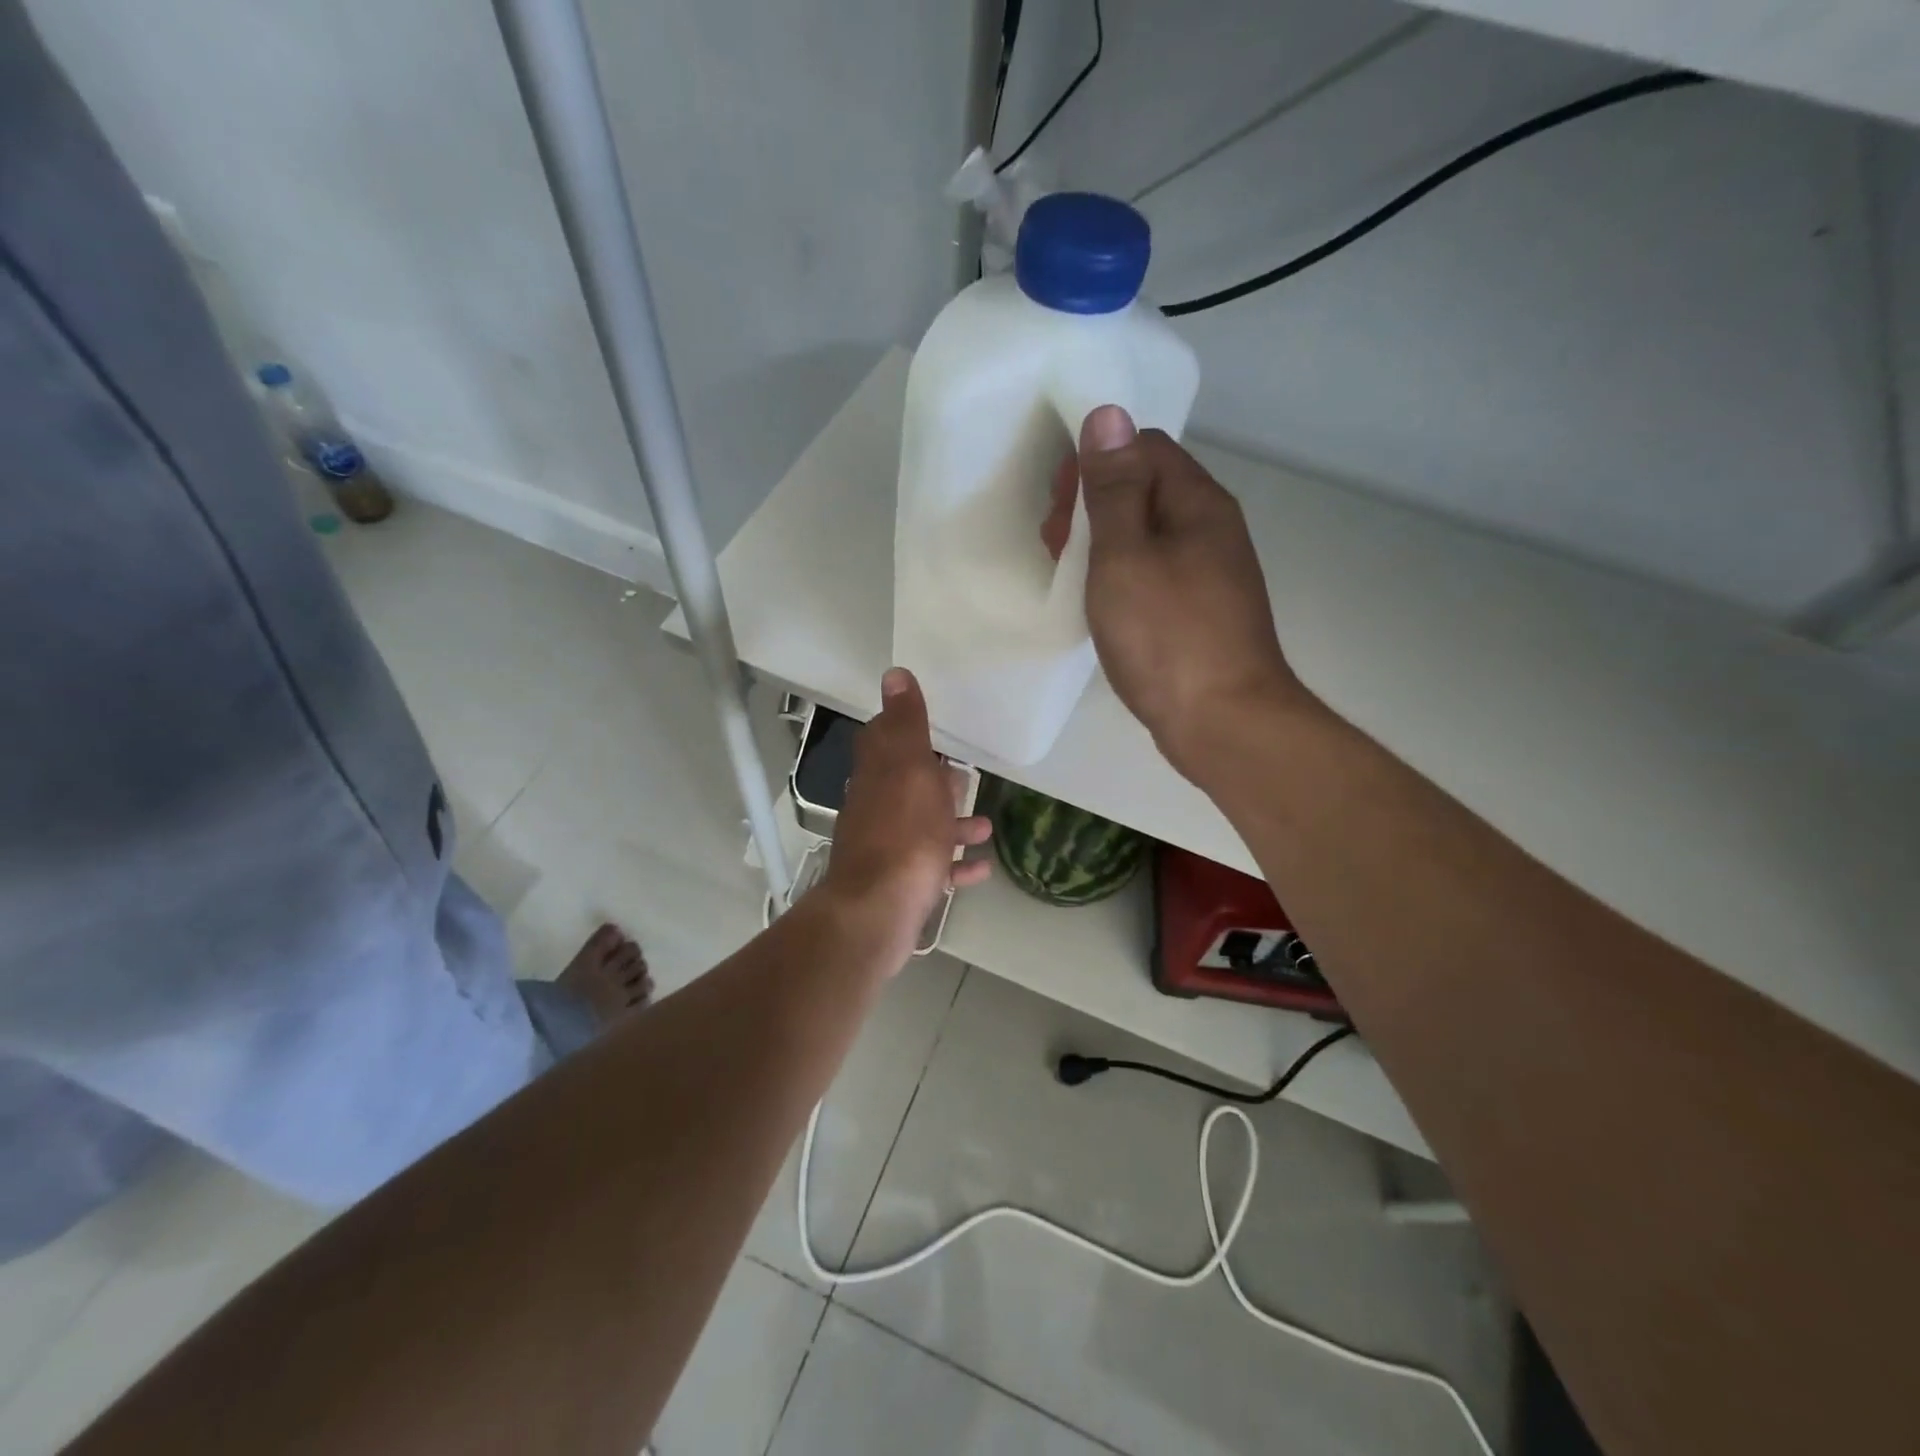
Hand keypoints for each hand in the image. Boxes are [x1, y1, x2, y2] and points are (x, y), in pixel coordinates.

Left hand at [818, 668, 991, 964]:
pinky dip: (956, 863)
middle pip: (905, 785)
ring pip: (923, 827)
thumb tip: (893, 673)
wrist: (880, 909)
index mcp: (879, 775)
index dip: (902, 730)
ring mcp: (887, 847)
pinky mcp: (900, 883)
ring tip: (986, 825)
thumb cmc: (904, 832)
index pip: (882, 740)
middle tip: (965, 775)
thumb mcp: (910, 767)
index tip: (930, 727)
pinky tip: (982, 866)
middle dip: (934, 779)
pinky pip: (933, 867)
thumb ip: (906, 723)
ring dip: (952, 823)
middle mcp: (877, 807)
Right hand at [1042, 406, 1308, 781]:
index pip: (1143, 448)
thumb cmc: (1167, 636)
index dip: (1093, 466)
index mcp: (1197, 503)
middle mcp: (1211, 528)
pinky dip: (1121, 575)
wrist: (1224, 722)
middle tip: (1054, 545)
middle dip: (1093, 505)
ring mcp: (1209, 572)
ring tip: (1067, 574)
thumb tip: (1108, 413)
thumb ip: (1113, 488)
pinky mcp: (1200, 611)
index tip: (1057, 509)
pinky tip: (1099, 603)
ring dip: (1102, 542)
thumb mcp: (1125, 556)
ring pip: (1147, 534)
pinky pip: (1154, 571)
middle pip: (1145, 488)